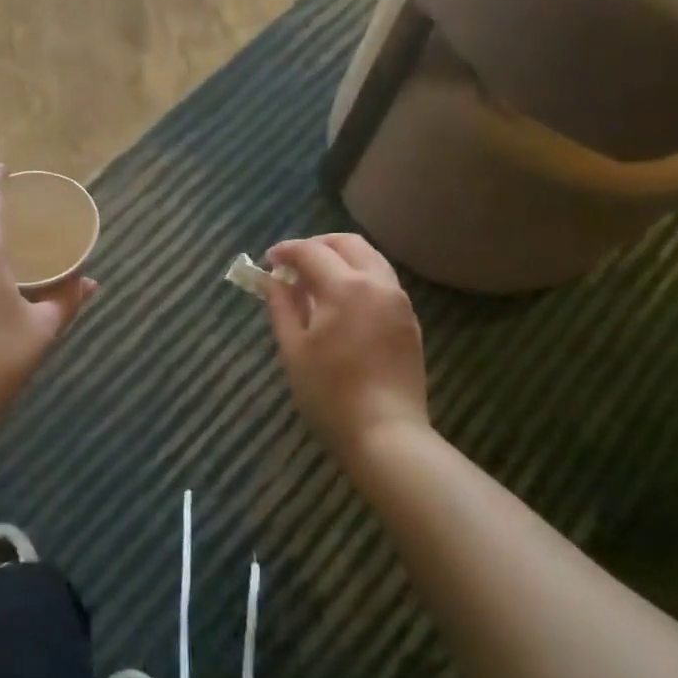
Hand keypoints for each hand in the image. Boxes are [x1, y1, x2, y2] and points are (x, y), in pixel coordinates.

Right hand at [265, 234, 428, 454]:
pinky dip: (359, 277)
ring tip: (316, 281)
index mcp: (345, 288)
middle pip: (348, 243)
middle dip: (318, 245)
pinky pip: (383, 282)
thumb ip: (281, 306)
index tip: (268, 260)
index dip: (286, 251)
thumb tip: (271, 279)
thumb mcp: (293, 349)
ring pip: (371, 259)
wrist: (386, 434)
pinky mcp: (409, 321)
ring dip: (341, 258)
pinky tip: (341, 302)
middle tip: (294, 263)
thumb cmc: (329, 394)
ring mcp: (399, 301)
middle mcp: (377, 284)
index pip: (311, 251)